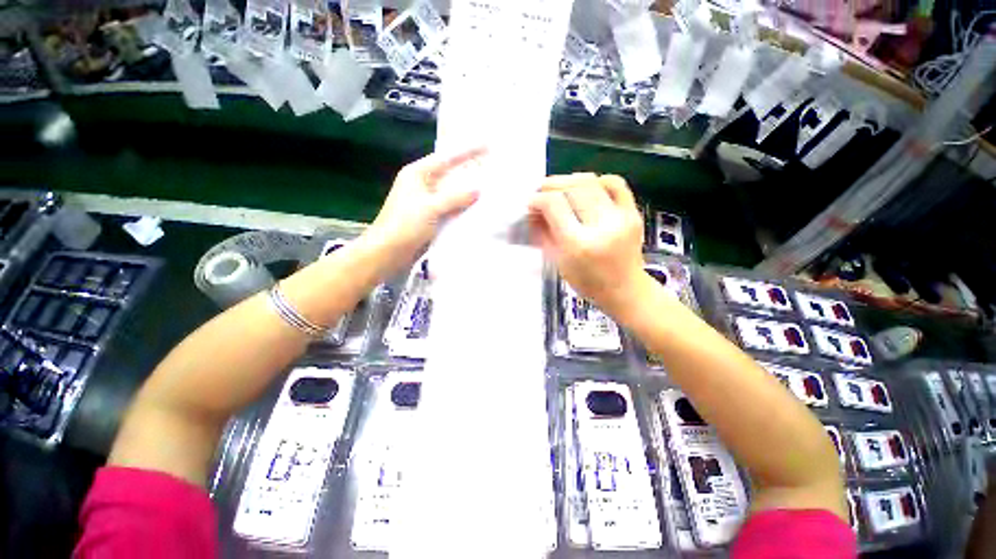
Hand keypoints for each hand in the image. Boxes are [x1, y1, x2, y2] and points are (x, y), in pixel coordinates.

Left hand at [362, 148, 483, 271]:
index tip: (486, 146)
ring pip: (452, 192)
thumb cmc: (405, 224)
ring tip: (490, 188)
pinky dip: (462, 208)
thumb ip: (455, 197)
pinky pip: (450, 208)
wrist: (388, 252)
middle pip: (450, 174)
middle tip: (492, 168)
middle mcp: (422, 184)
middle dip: (470, 172)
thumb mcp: (431, 207)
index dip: (467, 151)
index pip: (446, 157)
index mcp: (417, 173)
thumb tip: (478, 190)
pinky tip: (477, 209)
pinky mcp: (430, 217)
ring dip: (468, 192)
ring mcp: (426, 202)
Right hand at [528, 174, 646, 316]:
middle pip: (572, 188)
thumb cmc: (587, 283)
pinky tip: (585, 189)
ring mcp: (621, 217)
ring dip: (570, 180)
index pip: (554, 205)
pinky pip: (615, 183)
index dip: (538, 198)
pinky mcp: (634, 213)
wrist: (625, 290)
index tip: (530, 202)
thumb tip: (533, 210)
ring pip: (591, 182)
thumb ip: (543, 233)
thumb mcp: (558, 262)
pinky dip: (596, 181)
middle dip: (551, 185)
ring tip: (559, 188)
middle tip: (541, 190)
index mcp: (578, 244)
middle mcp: (601, 227)